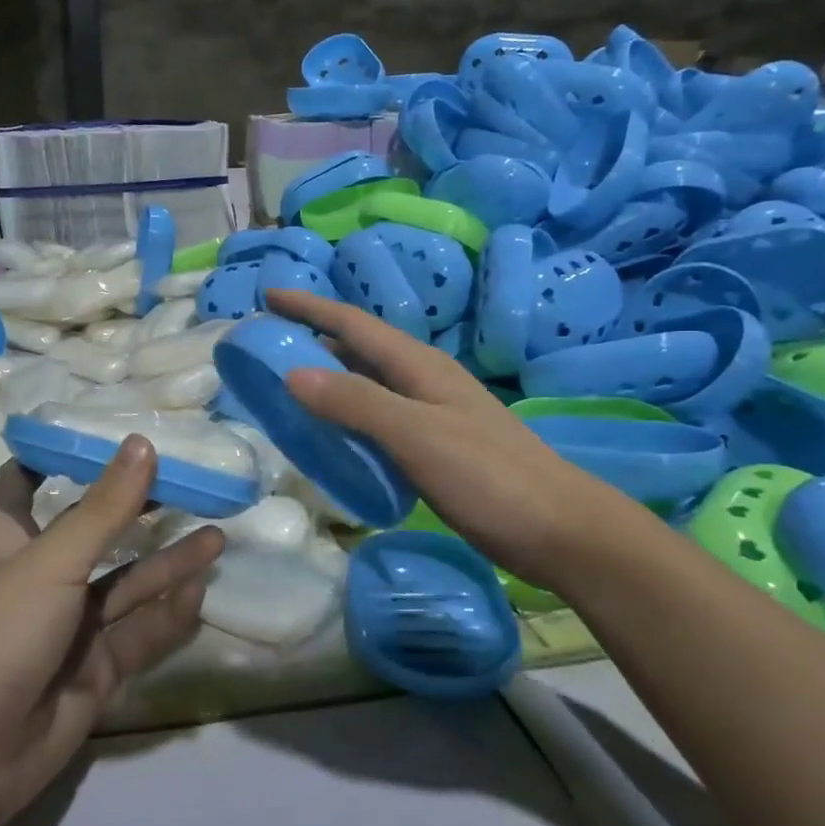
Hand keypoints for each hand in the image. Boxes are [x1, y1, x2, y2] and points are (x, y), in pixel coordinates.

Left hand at [0, 438, 224, 825]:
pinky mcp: (94, 670)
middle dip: (137, 511)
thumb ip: (103, 509)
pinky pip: (137, 634)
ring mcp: (69, 626)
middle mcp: (41, 576)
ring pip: (126, 586)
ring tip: (217, 538)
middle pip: (95, 532)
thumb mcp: (50, 563)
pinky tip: (199, 594)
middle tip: (192, 486)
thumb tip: (143, 443)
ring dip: (167, 565)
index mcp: (11, 538)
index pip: (26, 482)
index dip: (57, 455)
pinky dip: (166, 616)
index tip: (102, 431)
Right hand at [264, 289, 625, 589]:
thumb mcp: (416, 435)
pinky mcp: (433, 447)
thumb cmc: (489, 477)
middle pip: (358, 348)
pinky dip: (345, 415)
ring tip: (283, 384)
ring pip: (366, 383)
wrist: (559, 531)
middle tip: (265, 344)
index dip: (309, 306)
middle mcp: (422, 380)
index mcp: (418, 365)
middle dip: (312, 337)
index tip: (267, 295)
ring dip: (326, 376)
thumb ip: (356, 402)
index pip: (352, 323)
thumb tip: (292, 373)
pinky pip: (375, 418)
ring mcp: (430, 414)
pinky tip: (328, 434)